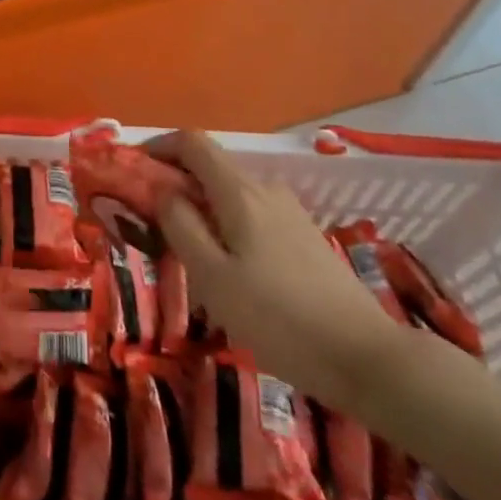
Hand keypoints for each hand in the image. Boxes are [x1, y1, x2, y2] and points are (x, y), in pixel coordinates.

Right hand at [150, 130, 399, 410]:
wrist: (367, 358)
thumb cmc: (278, 318)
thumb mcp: (213, 276)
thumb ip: (180, 225)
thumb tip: (160, 187)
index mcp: (240, 191)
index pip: (192, 142)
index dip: (159, 145)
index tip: (133, 170)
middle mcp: (266, 189)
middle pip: (211, 166)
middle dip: (175, 181)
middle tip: (150, 219)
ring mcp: (290, 211)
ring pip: (232, 193)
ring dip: (201, 205)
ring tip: (186, 249)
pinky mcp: (304, 236)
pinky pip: (253, 213)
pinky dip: (227, 222)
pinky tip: (229, 267)